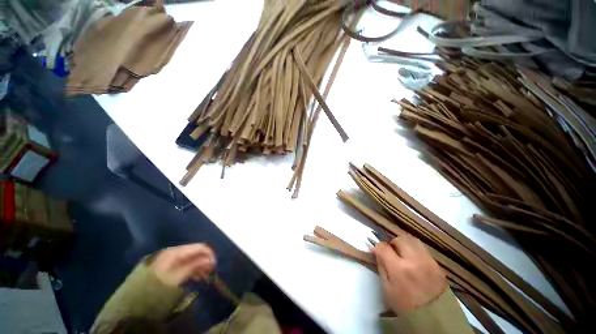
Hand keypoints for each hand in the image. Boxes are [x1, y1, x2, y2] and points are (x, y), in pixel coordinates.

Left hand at [149, 243, 215, 286]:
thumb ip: (193, 266)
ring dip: (198, 266)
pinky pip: (181, 267)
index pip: (197, 247)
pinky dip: (189, 271)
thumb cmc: (154, 290)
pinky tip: (194, 277)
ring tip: (204, 276)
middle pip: (192, 253)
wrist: (129, 307)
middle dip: (203, 260)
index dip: (208, 254)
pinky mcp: (163, 270)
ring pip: (187, 260)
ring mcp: (165, 262)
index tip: (215, 264)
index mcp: (172, 252)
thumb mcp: (175, 279)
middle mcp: (169, 253)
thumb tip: (210, 258)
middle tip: (211, 271)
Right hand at [373, 234, 446, 314]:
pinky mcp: (436, 264)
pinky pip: (422, 248)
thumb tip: (376, 251)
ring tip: (402, 252)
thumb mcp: (387, 288)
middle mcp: (414, 260)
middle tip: (390, 251)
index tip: (376, 251)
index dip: (377, 247)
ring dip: (403, 243)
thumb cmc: (405, 306)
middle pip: (398, 239)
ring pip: (411, 240)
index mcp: (399, 269)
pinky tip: (413, 258)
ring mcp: (427, 261)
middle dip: (391, 243)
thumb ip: (381, 266)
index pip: (383, 247)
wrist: (434, 318)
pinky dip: (414, 248)